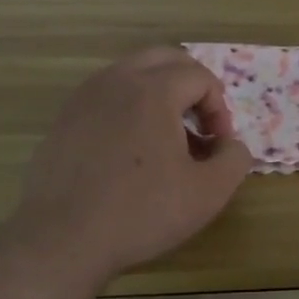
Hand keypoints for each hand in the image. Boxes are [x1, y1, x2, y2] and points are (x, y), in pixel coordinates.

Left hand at [5, 48, 253, 284]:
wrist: (63, 239)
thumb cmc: (141, 212)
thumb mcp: (208, 192)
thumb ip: (234, 159)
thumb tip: (232, 145)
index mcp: (153, 90)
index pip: (200, 77)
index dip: (220, 109)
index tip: (219, 146)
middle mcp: (116, 81)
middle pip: (164, 59)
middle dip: (191, 86)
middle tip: (200, 126)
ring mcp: (84, 98)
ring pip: (132, 74)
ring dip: (159, 94)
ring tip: (167, 140)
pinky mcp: (64, 120)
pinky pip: (106, 97)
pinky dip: (128, 109)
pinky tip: (130, 153)